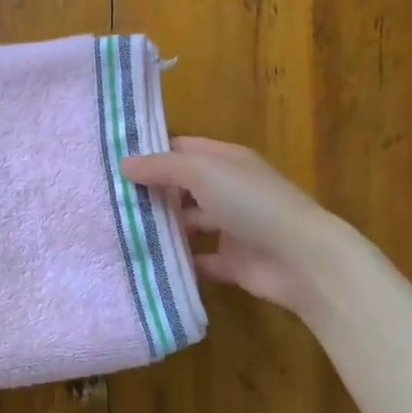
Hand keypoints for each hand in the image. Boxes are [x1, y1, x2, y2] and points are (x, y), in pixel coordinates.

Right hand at [122, 138, 342, 315]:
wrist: (301, 259)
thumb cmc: (251, 203)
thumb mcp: (202, 172)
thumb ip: (162, 167)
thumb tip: (124, 164)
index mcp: (227, 161)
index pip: (183, 149)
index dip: (152, 154)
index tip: (115, 165)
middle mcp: (229, 190)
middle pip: (184, 187)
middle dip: (152, 193)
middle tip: (110, 202)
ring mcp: (232, 227)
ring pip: (189, 223)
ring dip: (163, 228)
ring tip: (121, 233)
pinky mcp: (233, 262)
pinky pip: (199, 260)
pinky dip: (179, 262)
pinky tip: (149, 263)